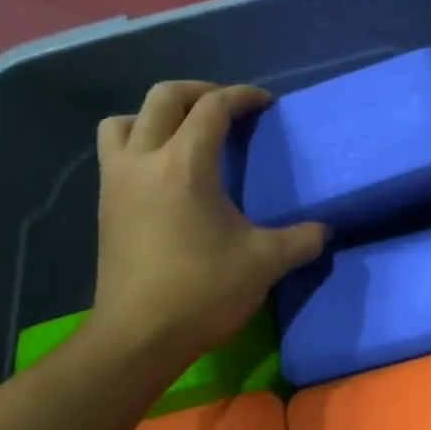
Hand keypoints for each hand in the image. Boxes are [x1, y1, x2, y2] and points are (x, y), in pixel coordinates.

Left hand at [85, 82, 326, 367]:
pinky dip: (138, 144)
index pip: (213, 107)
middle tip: (228, 109)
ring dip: (156, 116)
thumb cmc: (202, 291)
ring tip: (185, 135)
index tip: (266, 103)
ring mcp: (116, 181)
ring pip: (125, 120)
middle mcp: (144, 160)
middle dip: (200, 92)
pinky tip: (165, 173)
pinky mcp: (105, 205)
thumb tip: (325, 231)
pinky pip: (115, 151)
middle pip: (164, 97)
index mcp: (185, 165)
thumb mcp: (265, 263)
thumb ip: (301, 240)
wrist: (138, 337)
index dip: (243, 96)